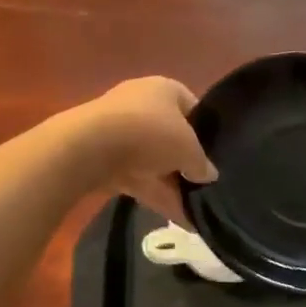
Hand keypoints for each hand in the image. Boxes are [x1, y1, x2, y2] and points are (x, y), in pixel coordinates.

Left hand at [71, 77, 216, 222]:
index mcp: (164, 89)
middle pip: (171, 135)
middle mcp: (141, 102)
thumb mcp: (188, 148)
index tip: (215, 155)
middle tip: (204, 186)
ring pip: (153, 159)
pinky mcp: (104, 156)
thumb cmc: (149, 132)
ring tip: (195, 211)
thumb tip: (208, 174)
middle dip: (185, 162)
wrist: (90, 146)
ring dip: (171, 184)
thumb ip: (201, 163)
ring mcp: (119, 130)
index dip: (206, 131)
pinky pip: (137, 176)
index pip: (193, 106)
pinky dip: (155, 195)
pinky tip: (177, 218)